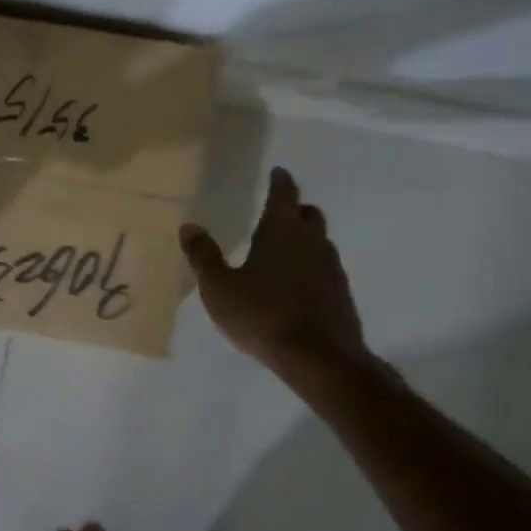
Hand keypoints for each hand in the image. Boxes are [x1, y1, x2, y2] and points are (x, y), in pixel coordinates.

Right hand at [179, 166, 373, 377]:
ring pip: (320, 241)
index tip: (277, 172)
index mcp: (281, 231)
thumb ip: (204, 256)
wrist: (320, 358)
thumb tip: (189, 227)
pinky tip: (297, 286)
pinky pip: (325, 269)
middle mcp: (311, 241)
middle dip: (295, 209)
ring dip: (305, 239)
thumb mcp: (219, 288)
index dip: (280, 180)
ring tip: (283, 252)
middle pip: (308, 214)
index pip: (284, 193)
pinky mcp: (342, 294)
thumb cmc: (263, 315)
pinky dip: (312, 268)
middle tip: (278, 214)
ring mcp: (332, 268)